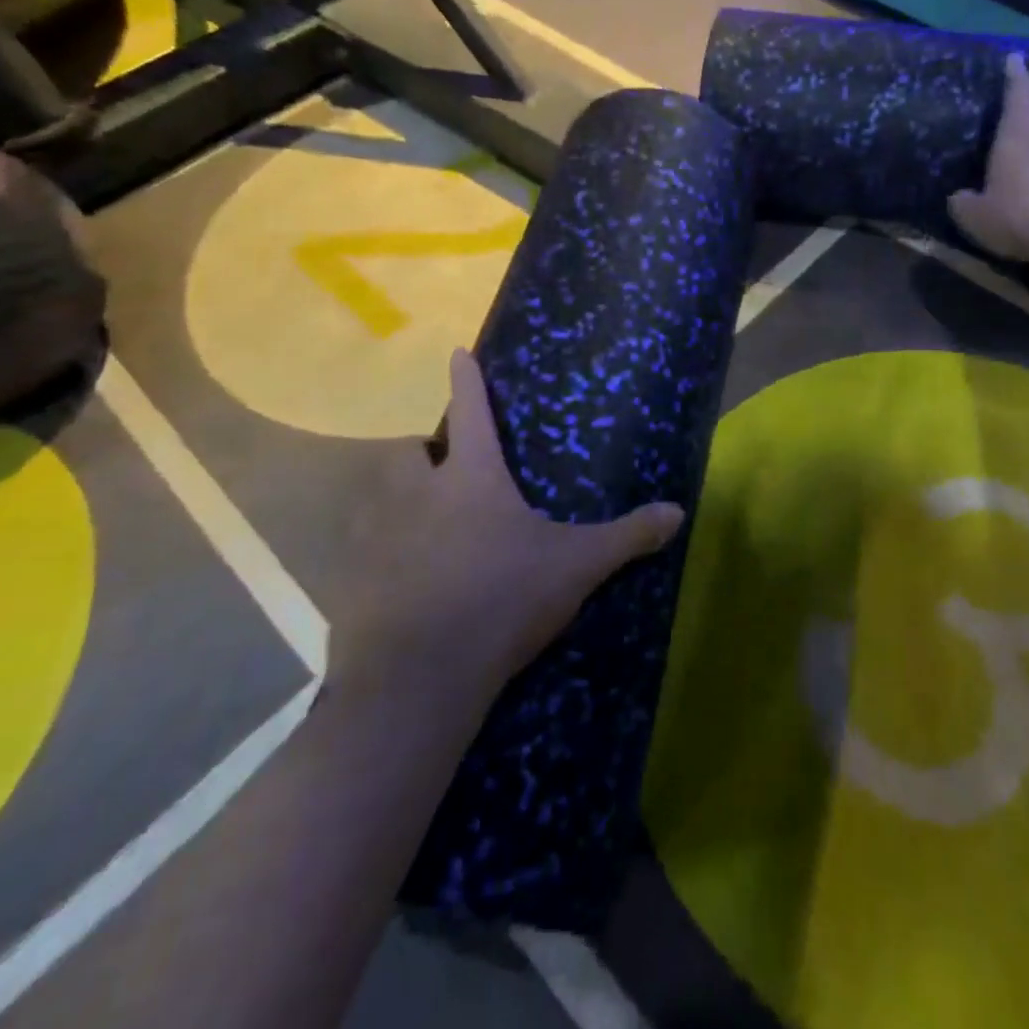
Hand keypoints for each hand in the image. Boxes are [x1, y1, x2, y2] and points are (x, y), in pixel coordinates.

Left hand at [336, 350, 684, 699]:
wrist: (419, 677)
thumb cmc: (502, 599)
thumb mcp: (577, 567)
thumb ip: (627, 536)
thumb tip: (679, 511)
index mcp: (471, 479)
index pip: (471, 413)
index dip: (467, 379)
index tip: (456, 351)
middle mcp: (416, 496)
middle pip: (408, 453)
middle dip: (421, 455)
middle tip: (444, 476)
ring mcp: (376, 538)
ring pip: (376, 501)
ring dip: (395, 504)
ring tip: (422, 530)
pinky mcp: (350, 582)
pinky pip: (359, 557)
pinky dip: (377, 562)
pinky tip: (400, 589)